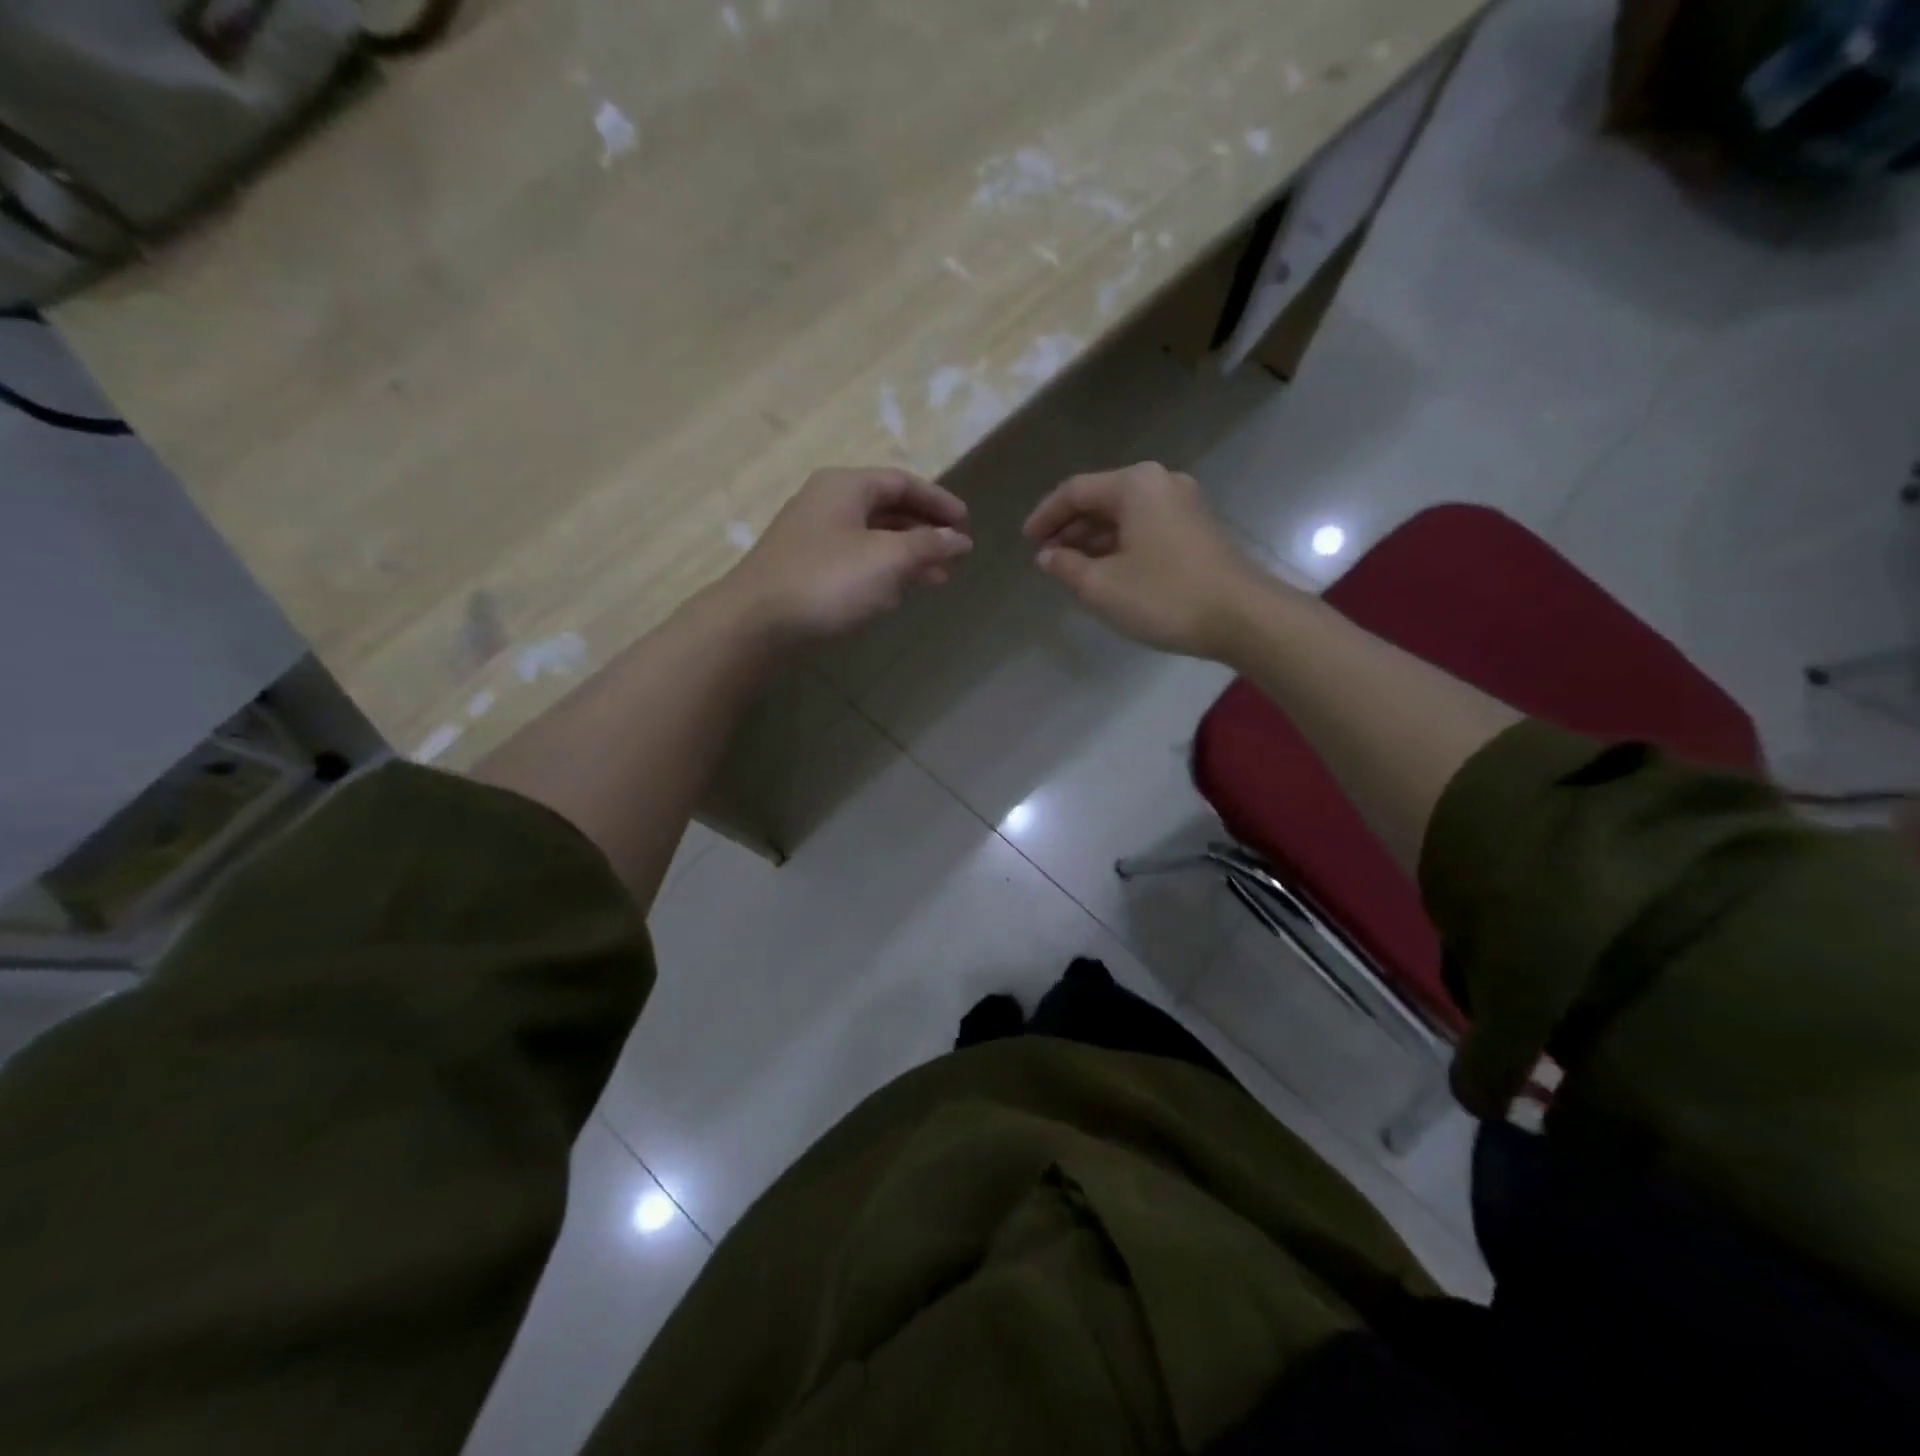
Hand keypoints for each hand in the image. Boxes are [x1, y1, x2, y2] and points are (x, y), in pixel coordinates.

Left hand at [723, 467, 972, 642]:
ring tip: (936, 581)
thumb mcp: (888, 559)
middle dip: (925, 533)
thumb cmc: (828, 580)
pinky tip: (896, 594)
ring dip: (907, 557)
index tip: (967, 524)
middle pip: (888, 509)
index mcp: (846, 486)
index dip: (939, 501)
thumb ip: (928, 545)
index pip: (903, 482)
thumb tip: (959, 538)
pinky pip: (855, 561)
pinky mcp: (806, 568)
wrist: (757, 622)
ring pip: (872, 538)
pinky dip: (882, 572)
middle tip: (955, 556)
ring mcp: (813, 536)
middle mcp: (828, 503)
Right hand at [1024, 462, 1275, 658]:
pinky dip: (1120, 545)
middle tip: (1046, 558)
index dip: (1045, 516)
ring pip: (1124, 516)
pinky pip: (1145, 528)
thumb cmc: (1165, 596)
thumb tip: (1047, 556)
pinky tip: (1107, 572)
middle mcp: (1161, 483)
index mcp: (1135, 485)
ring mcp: (1184, 505)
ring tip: (1071, 569)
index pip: (1075, 491)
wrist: (1243, 617)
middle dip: (1070, 529)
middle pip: (1101, 499)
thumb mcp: (1102, 586)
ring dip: (1094, 540)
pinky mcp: (1197, 529)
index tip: (1026, 542)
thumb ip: (1067, 566)